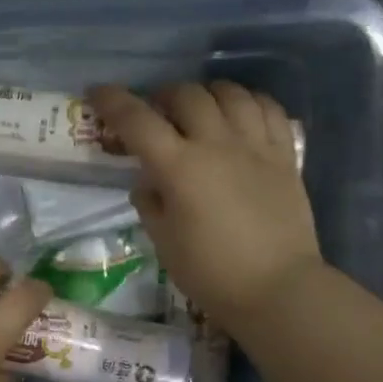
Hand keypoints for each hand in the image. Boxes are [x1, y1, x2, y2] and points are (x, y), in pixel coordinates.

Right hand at [90, 82, 322, 333]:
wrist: (277, 289)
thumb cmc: (211, 273)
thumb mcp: (164, 243)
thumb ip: (150, 204)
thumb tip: (149, 183)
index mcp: (179, 167)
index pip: (138, 121)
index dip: (113, 102)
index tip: (97, 92)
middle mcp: (217, 144)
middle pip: (186, 95)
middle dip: (163, 96)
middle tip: (156, 113)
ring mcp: (256, 146)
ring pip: (230, 93)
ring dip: (207, 93)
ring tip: (200, 108)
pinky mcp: (285, 156)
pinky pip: (269, 109)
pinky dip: (250, 101)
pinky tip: (241, 113)